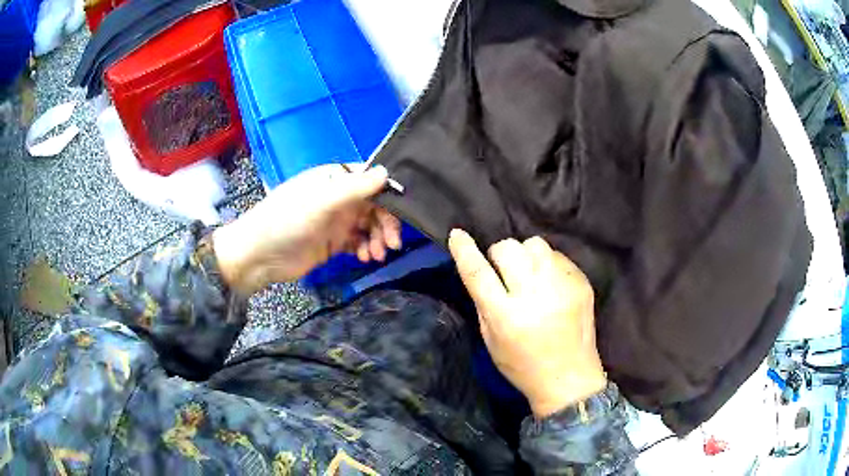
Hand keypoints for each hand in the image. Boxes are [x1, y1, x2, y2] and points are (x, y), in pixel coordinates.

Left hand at [213, 164, 400, 294]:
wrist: (260, 256)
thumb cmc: (288, 220)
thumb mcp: (322, 201)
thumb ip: (355, 187)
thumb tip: (387, 172)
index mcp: (335, 179)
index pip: (370, 179)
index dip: (388, 193)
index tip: (402, 212)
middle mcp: (339, 197)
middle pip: (374, 205)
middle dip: (386, 223)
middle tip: (392, 243)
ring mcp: (336, 220)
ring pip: (369, 225)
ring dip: (377, 238)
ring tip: (376, 254)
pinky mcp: (333, 242)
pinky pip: (358, 242)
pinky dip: (365, 249)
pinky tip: (364, 258)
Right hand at [448, 229, 606, 418]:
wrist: (569, 379)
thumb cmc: (523, 366)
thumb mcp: (491, 341)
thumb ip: (484, 303)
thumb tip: (480, 268)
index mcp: (506, 316)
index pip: (479, 273)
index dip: (465, 251)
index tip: (457, 235)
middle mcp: (535, 295)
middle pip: (508, 249)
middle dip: (500, 255)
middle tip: (504, 272)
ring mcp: (563, 286)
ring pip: (535, 244)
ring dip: (525, 255)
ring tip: (529, 274)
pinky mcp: (582, 283)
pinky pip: (557, 256)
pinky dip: (547, 264)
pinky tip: (550, 284)